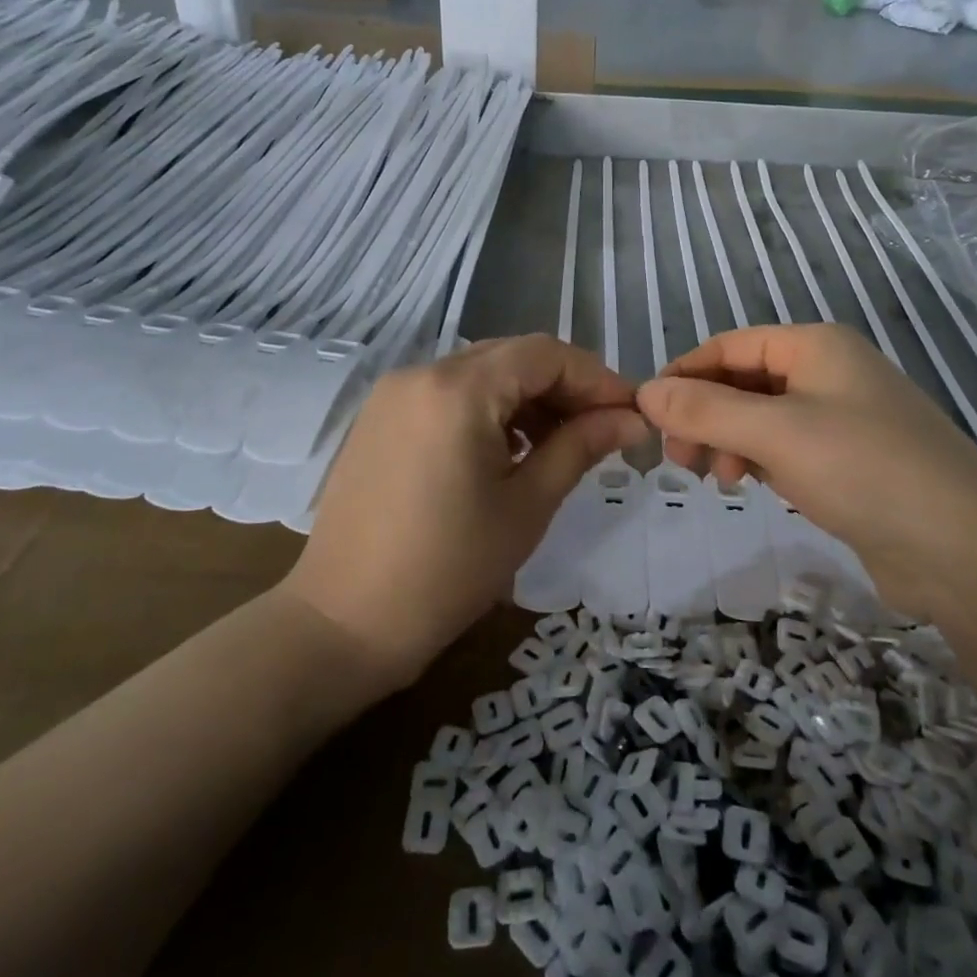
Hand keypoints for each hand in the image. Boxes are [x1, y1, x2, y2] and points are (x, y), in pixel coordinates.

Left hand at [290, 335, 645, 687]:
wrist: (345, 623)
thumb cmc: (448, 569)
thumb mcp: (526, 505)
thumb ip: (580, 446)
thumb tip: (631, 419)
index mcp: (458, 389)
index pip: (545, 354)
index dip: (596, 377)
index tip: (630, 413)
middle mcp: (421, 372)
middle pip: (512, 357)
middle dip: (564, 386)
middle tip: (602, 430)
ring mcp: (394, 393)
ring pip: (481, 372)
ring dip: (527, 397)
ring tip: (559, 445)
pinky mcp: (380, 417)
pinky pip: (448, 393)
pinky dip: (488, 409)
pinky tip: (508, 450)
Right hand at [636, 324, 976, 613]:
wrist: (964, 549)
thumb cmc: (863, 469)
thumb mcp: (775, 433)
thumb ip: (705, 410)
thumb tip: (644, 392)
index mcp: (816, 347)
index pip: (730, 346)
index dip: (685, 374)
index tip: (649, 414)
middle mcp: (830, 373)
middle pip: (745, 382)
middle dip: (706, 415)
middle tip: (680, 458)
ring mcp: (844, 418)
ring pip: (764, 418)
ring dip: (730, 440)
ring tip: (719, 477)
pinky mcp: (851, 462)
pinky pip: (788, 448)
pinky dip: (761, 461)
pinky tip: (753, 486)